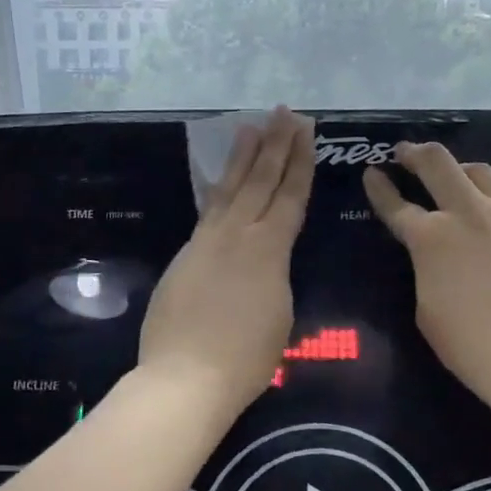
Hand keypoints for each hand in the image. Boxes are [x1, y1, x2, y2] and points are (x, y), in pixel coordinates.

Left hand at [138, 108, 314, 408]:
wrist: (185, 377)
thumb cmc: (245, 358)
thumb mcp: (280, 315)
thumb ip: (276, 276)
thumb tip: (268, 260)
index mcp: (269, 249)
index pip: (289, 195)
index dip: (299, 162)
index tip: (305, 131)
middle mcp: (238, 234)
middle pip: (260, 180)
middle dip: (275, 144)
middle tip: (283, 113)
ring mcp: (207, 241)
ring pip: (229, 188)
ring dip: (242, 156)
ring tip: (250, 126)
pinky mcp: (185, 255)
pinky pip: (207, 210)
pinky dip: (217, 189)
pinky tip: (219, 180)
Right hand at [364, 142, 490, 415]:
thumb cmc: (473, 347)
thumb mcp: (427, 309)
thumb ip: (426, 270)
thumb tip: (434, 258)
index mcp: (432, 238)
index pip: (396, 203)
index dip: (379, 187)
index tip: (371, 173)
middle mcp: (469, 215)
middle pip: (438, 163)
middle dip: (415, 153)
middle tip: (405, 153)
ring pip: (480, 173)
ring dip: (458, 169)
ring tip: (452, 176)